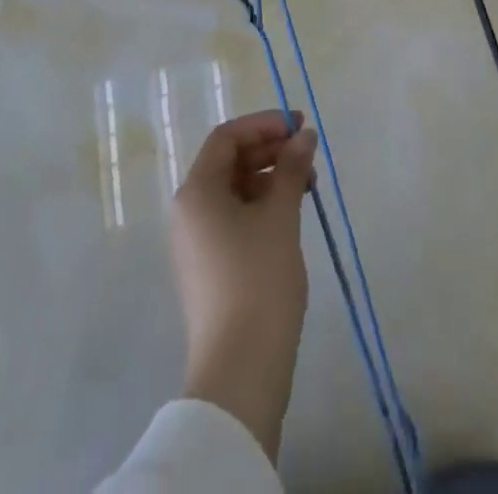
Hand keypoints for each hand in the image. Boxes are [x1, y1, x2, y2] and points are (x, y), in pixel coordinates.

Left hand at [170, 109, 318, 461]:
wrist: (240, 372)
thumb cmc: (258, 280)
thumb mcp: (280, 216)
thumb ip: (291, 168)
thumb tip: (305, 134)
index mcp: (197, 190)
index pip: (227, 137)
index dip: (264, 124)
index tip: (299, 126)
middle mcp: (189, 209)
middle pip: (228, 161)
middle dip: (269, 150)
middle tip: (308, 152)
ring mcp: (196, 240)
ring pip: (234, 189)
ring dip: (269, 177)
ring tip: (307, 184)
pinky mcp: (209, 266)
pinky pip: (233, 217)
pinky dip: (261, 205)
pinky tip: (291, 212)